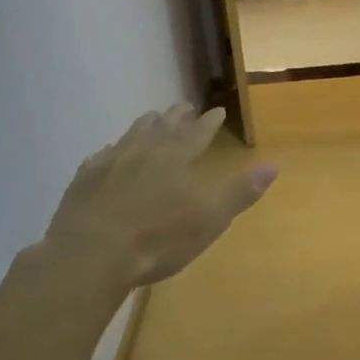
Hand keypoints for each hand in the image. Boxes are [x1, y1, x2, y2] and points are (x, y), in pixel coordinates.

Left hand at [45, 104, 276, 287]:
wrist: (93, 253)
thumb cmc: (160, 238)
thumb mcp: (211, 219)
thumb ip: (241, 192)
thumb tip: (273, 165)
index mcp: (177, 158)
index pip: (198, 133)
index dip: (209, 122)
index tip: (217, 110)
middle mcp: (144, 150)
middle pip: (164, 126)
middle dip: (178, 116)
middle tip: (185, 106)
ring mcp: (111, 161)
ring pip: (132, 134)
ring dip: (146, 124)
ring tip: (152, 118)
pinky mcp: (85, 178)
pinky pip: (103, 155)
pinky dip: (114, 149)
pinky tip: (111, 152)